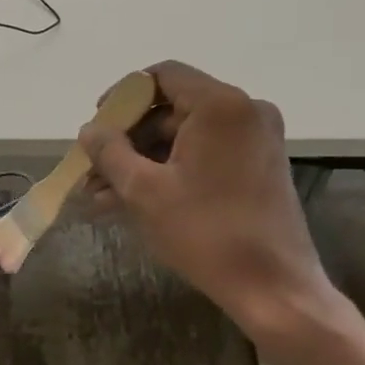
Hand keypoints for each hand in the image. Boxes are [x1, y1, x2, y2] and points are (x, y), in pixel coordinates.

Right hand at [79, 61, 352, 363]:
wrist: (274, 289)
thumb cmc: (206, 232)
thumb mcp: (144, 190)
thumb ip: (110, 152)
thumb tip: (89, 131)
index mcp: (221, 105)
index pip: (162, 76)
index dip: (122, 96)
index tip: (97, 126)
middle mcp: (245, 111)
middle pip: (171, 108)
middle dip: (127, 139)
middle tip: (93, 168)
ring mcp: (256, 140)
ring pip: (184, 136)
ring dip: (143, 160)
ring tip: (102, 196)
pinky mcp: (258, 167)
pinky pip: (204, 155)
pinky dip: (170, 170)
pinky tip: (132, 201)